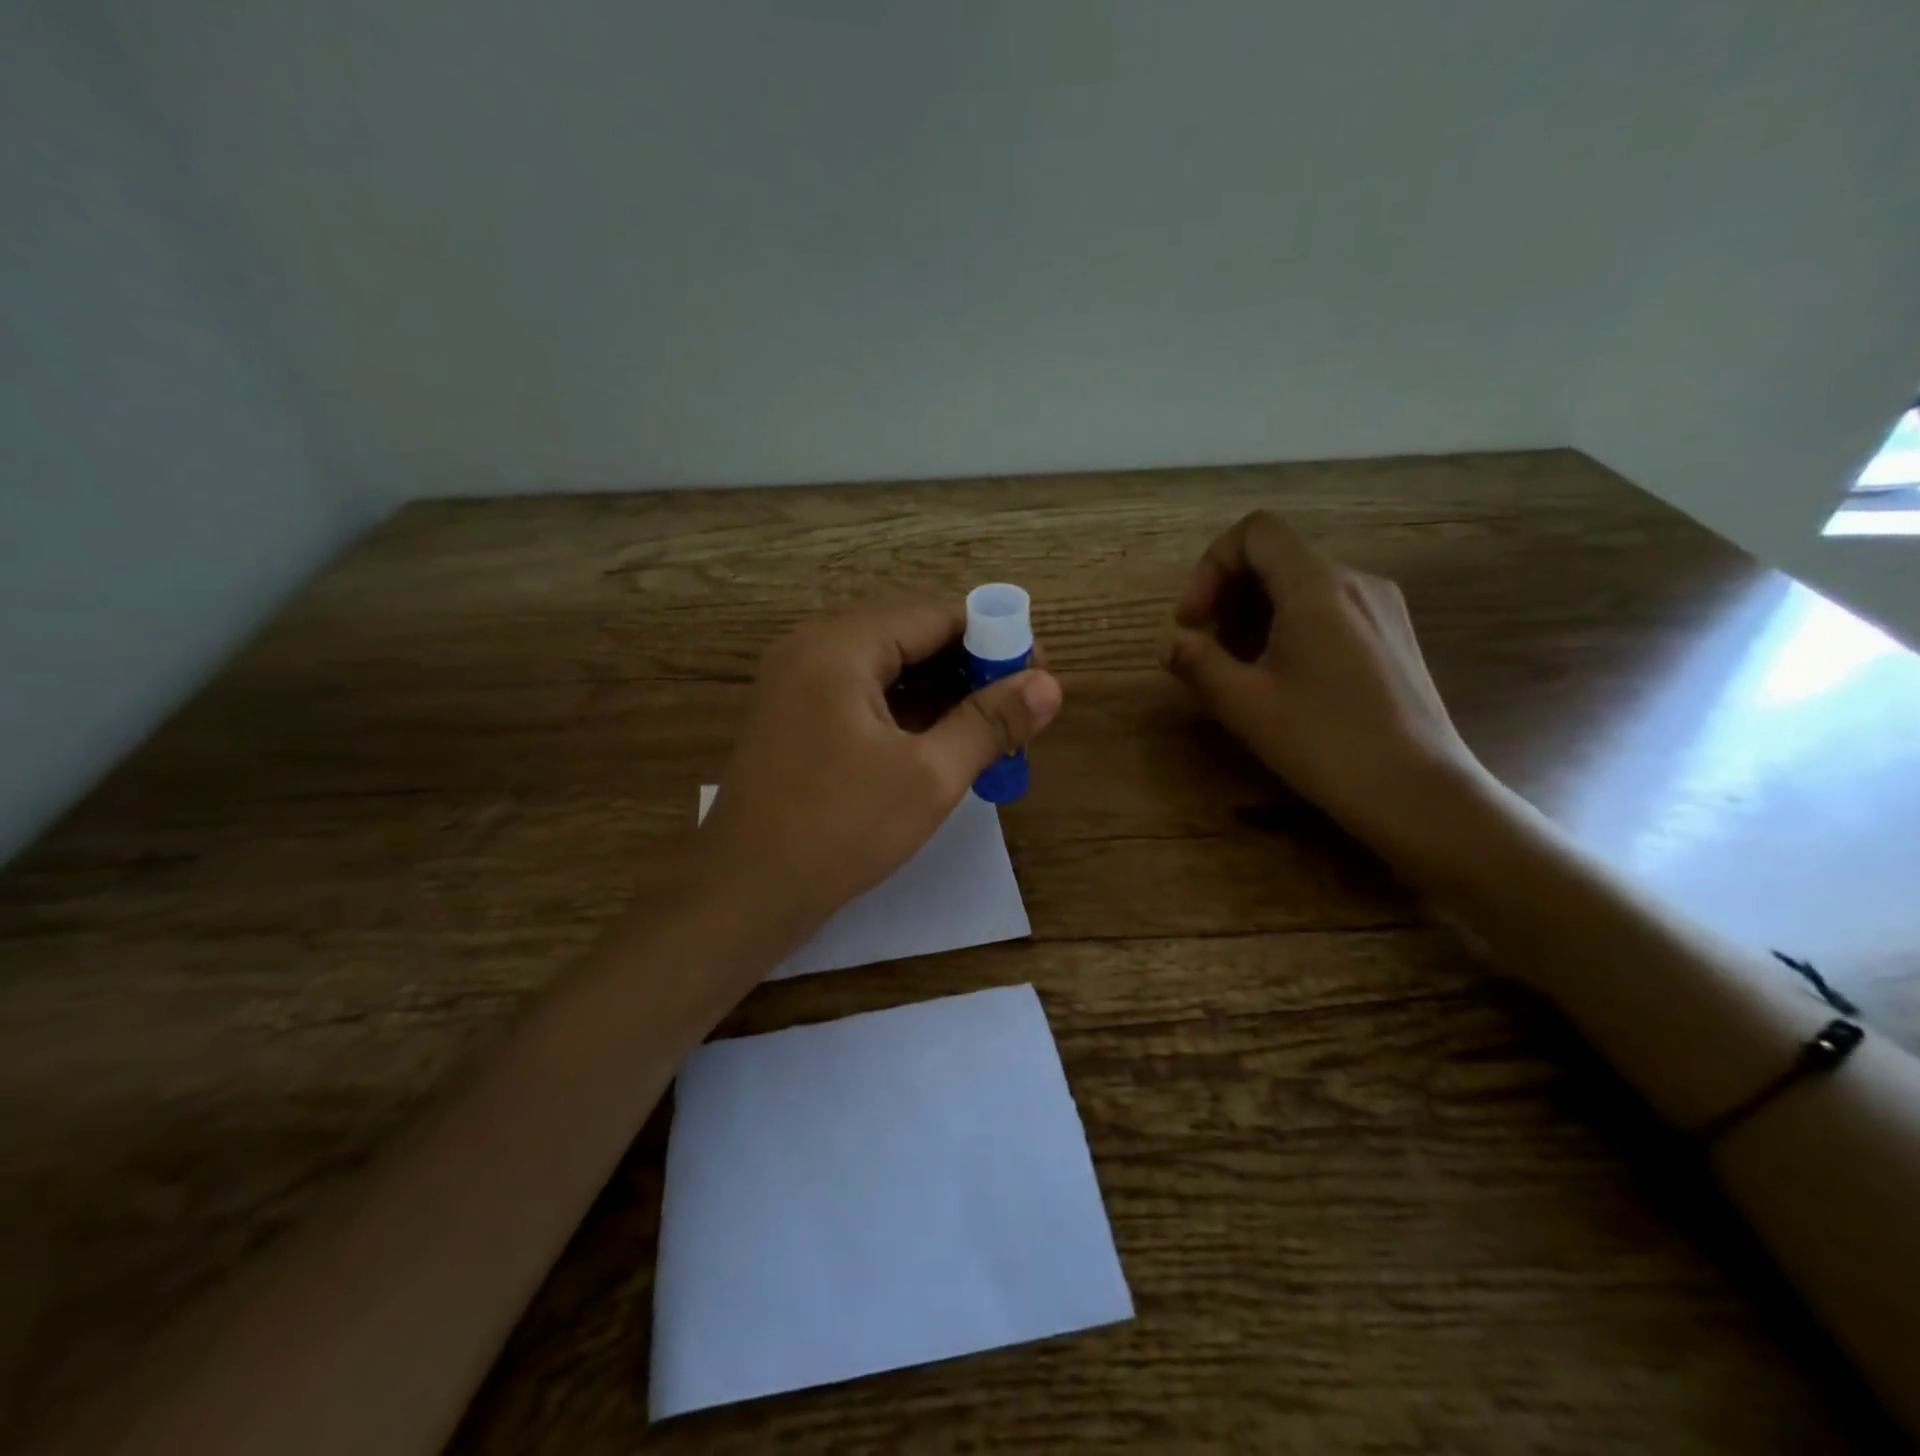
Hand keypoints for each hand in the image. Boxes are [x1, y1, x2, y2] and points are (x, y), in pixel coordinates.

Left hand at [695, 598, 1062, 951]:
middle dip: (968, 669)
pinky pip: (862, 694)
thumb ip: (990, 722)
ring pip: (887, 667)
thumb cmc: (839, 830)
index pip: (936, 615)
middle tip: (1015, 713)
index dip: (995, 640)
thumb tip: (1050, 684)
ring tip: (986, 734)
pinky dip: (905, 712)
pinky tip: (938, 745)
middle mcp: (812, 646)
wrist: (743, 893)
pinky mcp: (793, 715)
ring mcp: (796, 681)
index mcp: (840, 644)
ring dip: (939, 694)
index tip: (1036, 678)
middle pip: (910, 635)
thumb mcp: (928, 776)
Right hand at [1158, 510, 1489, 874]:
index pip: (1255, 532)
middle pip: (1277, 557)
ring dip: (1257, 614)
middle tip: (1210, 651)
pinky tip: (1286, 679)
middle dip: (1229, 595)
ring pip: (1303, 585)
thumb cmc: (1323, 741)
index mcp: (1317, 586)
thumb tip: (1169, 644)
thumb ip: (1197, 662)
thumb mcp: (1244, 704)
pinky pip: (1331, 609)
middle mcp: (1355, 581)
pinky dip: (1292, 626)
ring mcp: (1383, 608)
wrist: (1416, 791)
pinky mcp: (1395, 636)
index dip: (1211, 566)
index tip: (1193, 621)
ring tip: (1243, 670)